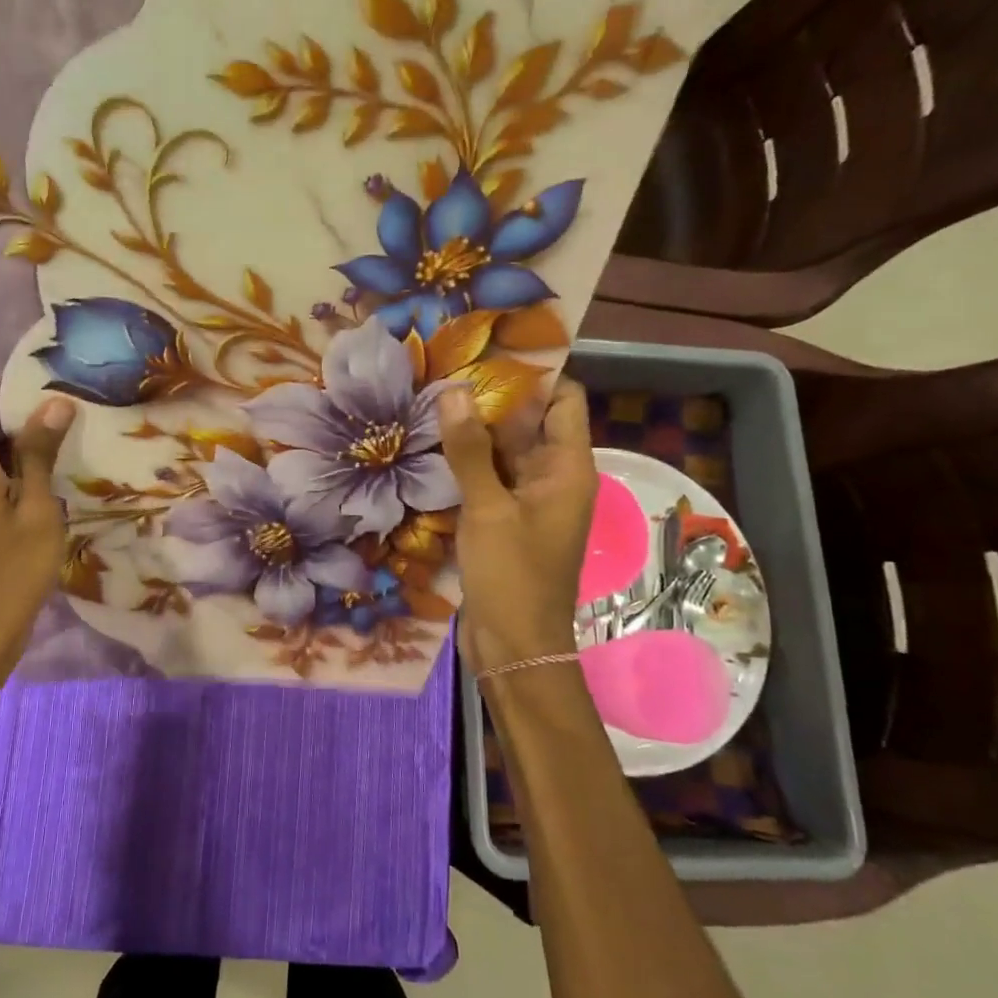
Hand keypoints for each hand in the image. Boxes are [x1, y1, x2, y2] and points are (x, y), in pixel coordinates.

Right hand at [439, 377, 597, 671]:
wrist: (514, 646)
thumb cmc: (513, 576)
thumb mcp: (488, 509)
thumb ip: (470, 451)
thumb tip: (456, 391)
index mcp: (567, 469)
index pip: (563, 401)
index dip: (536, 374)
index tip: (491, 351)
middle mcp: (552, 478)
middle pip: (529, 423)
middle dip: (493, 398)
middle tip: (446, 367)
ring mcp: (526, 501)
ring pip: (504, 452)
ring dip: (474, 431)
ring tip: (431, 398)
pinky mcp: (503, 521)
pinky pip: (488, 479)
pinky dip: (466, 463)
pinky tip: (430, 447)